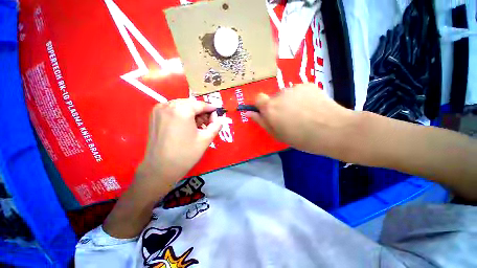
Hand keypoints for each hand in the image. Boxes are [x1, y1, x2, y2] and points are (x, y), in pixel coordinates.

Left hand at [137, 99, 222, 192]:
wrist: (160, 169)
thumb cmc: (186, 154)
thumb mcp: (206, 139)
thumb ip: (216, 126)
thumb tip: (219, 119)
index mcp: (182, 110)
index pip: (201, 104)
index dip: (211, 109)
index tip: (218, 114)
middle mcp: (169, 105)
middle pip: (191, 103)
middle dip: (201, 111)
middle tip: (208, 122)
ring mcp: (159, 109)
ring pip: (182, 105)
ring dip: (192, 112)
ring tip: (198, 125)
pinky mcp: (154, 115)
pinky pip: (173, 109)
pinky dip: (182, 114)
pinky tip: (186, 125)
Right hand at [247, 83, 356, 157]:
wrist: (333, 130)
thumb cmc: (301, 138)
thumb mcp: (277, 134)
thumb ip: (262, 122)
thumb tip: (249, 113)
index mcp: (270, 108)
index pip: (258, 98)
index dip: (261, 105)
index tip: (269, 114)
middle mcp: (279, 94)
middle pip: (273, 97)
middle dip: (278, 106)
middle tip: (289, 117)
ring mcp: (294, 88)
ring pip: (286, 94)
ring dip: (290, 101)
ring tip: (303, 112)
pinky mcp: (308, 84)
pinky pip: (299, 90)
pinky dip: (301, 97)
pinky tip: (311, 106)